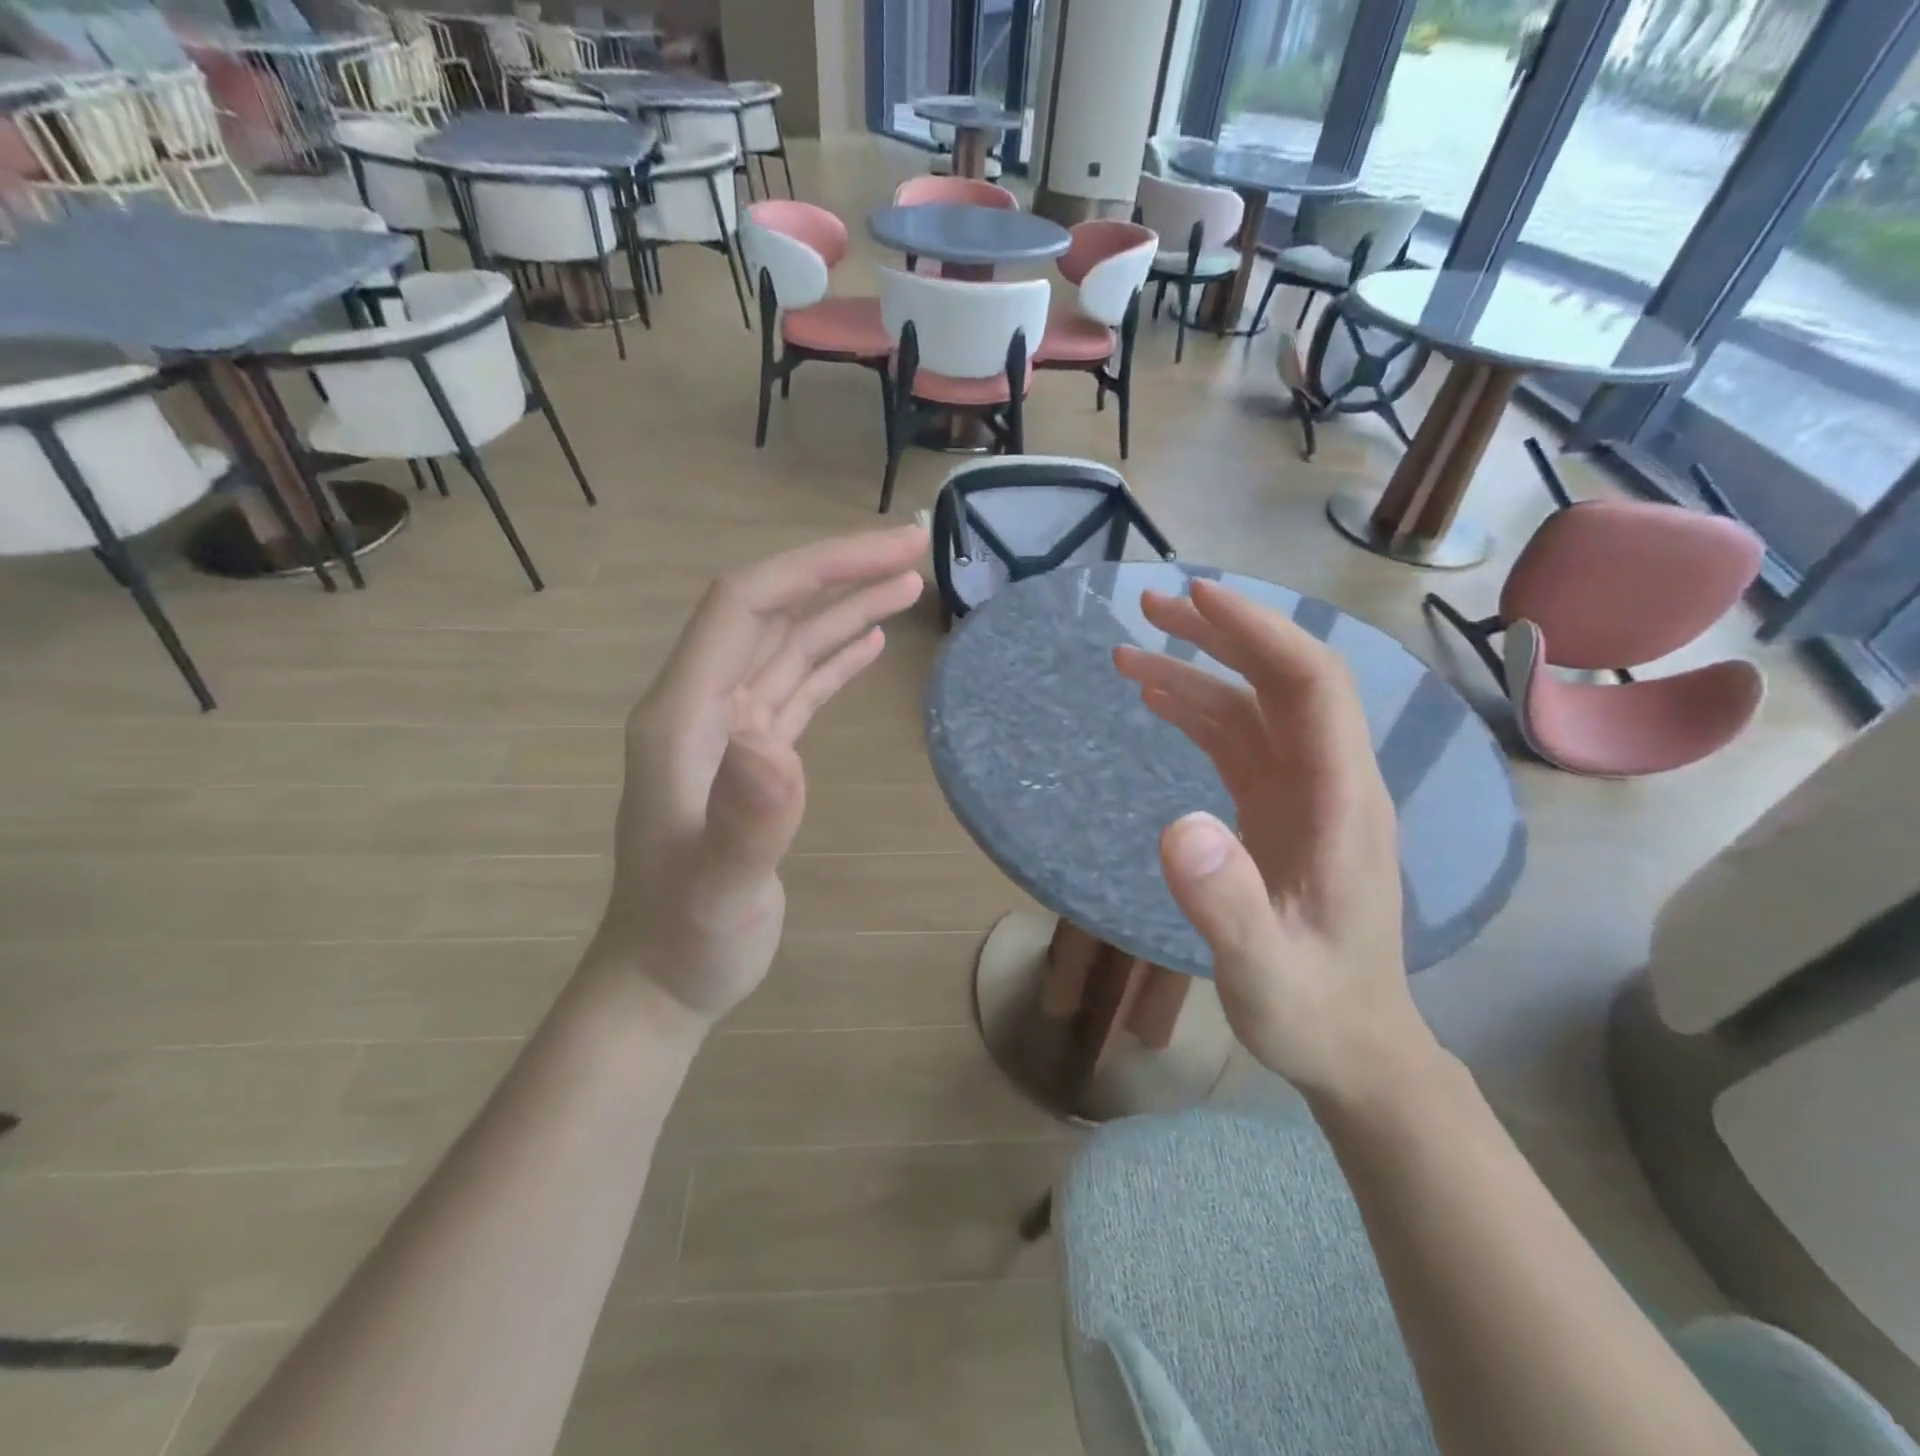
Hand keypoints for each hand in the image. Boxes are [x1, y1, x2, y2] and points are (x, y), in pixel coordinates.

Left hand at [588, 525, 927, 1027]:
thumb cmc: (687, 939)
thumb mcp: (717, 890)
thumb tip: (774, 742)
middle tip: (916, 548)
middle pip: (773, 612)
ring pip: (789, 646)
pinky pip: (797, 688)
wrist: (663, 978)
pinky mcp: (755, 759)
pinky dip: (833, 658)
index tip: (888, 552)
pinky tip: (867, 641)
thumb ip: (745, 821)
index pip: (745, 606)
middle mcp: (704, 707)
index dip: (815, 569)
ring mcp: (730, 732)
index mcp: (685, 715)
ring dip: (844, 609)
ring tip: (907, 582)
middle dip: (840, 572)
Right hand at [1113, 579, 1432, 1098]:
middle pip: (1282, 679)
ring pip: (1254, 705)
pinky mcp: (1279, 809)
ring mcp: (1304, 794)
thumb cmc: (1315, 1010)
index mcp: (1342, 801)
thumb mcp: (1265, 971)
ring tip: (1129, 649)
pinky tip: (1157, 699)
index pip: (1310, 686)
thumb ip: (1226, 904)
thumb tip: (1177, 826)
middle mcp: (1329, 781)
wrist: (1353, 1045)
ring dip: (1197, 669)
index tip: (1196, 598)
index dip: (1258, 633)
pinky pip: (1238, 741)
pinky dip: (1197, 710)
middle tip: (1147, 606)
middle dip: (1220, 634)